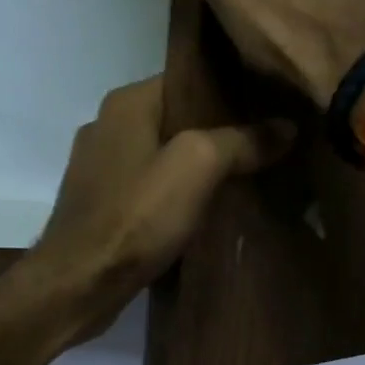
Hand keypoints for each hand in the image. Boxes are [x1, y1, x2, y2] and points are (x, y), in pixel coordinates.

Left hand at [23, 75, 293, 338]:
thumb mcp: (197, 167)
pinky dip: (173, 198)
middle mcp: (106, 128)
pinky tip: (202, 214)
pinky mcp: (99, 208)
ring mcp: (98, 171)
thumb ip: (241, 141)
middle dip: (219, 134)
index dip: (231, 92)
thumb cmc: (135, 217)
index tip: (271, 108)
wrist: (78, 284)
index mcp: (126, 104)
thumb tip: (286, 126)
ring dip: (196, 171)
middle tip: (266, 148)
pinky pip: (147, 191)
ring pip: (162, 158)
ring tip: (243, 182)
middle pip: (176, 121)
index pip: (188, 80)